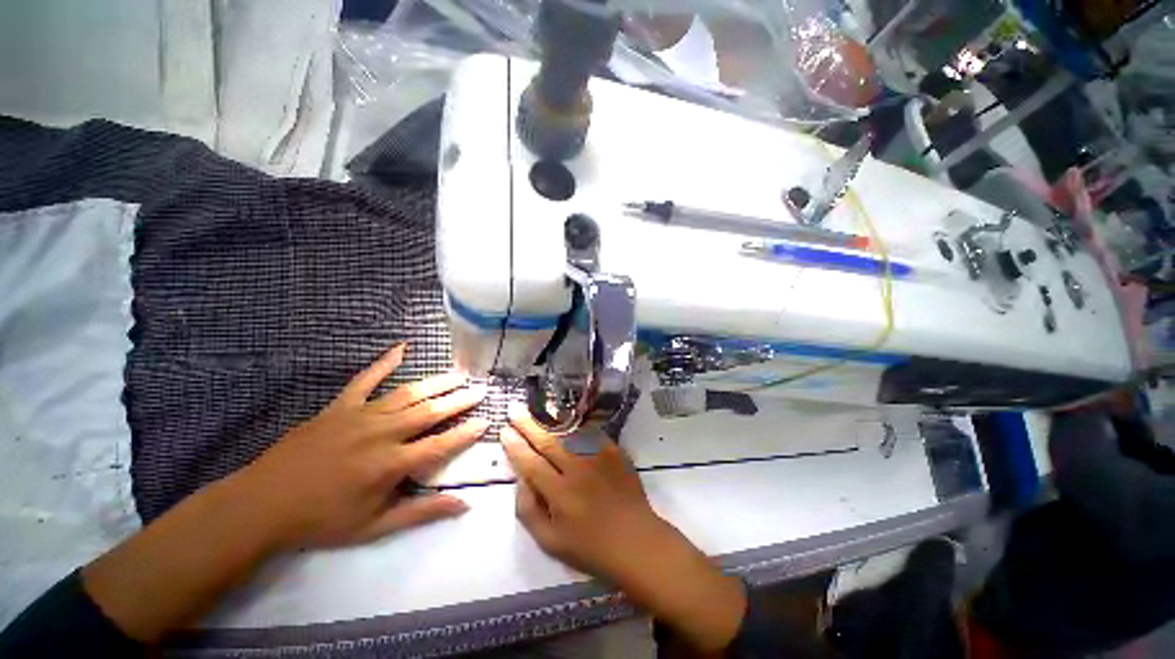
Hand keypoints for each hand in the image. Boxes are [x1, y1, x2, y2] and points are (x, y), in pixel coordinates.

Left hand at [80, 344, 487, 642]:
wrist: (262, 505)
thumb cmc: (322, 520)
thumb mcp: (375, 526)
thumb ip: (422, 512)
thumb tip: (464, 503)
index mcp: (391, 464)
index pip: (441, 444)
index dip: (466, 432)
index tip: (485, 421)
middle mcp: (382, 434)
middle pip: (430, 412)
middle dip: (459, 400)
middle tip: (480, 389)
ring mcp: (360, 415)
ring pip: (409, 394)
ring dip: (437, 383)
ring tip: (459, 374)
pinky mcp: (340, 407)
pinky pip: (366, 379)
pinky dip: (385, 363)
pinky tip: (402, 348)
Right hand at [501, 405, 745, 653]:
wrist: (636, 541)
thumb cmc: (591, 548)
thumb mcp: (551, 542)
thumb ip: (529, 511)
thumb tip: (521, 481)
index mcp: (559, 492)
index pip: (530, 463)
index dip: (515, 446)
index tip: (504, 431)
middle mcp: (577, 469)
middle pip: (547, 442)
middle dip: (528, 425)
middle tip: (516, 410)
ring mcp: (598, 458)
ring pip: (569, 434)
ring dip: (551, 422)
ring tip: (539, 410)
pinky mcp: (614, 453)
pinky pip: (592, 435)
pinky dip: (579, 428)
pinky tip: (570, 421)